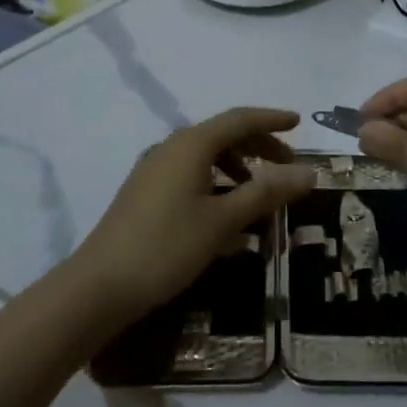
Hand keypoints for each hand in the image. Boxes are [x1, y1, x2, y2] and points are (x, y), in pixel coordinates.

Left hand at [72, 108, 316, 323]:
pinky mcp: (144, 193)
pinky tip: (225, 214)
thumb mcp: (223, 221)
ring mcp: (154, 170)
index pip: (240, 119)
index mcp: (191, 144)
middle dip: (258, 145)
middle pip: (223, 135)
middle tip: (287, 165)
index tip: (299, 122)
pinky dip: (216, 183)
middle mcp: (171, 147)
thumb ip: (266, 193)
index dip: (271, 119)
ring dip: (237, 167)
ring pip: (205, 156)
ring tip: (260, 193)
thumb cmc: (166, 247)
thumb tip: (309, 171)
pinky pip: (190, 174)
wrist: (97, 287)